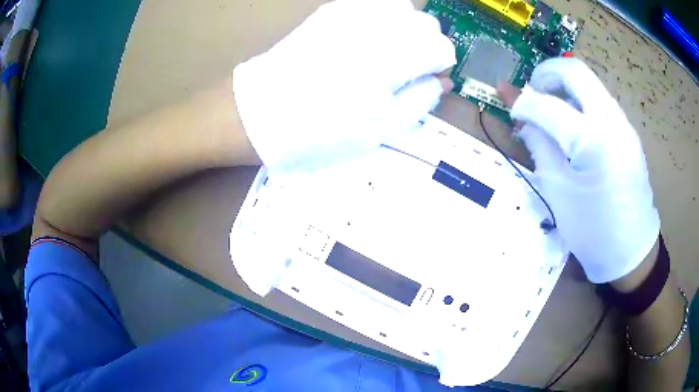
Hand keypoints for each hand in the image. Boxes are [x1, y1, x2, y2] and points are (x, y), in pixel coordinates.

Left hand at [233, 0, 454, 173]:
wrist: (259, 115)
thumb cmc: (319, 133)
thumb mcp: (379, 131)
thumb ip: (420, 101)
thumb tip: (443, 80)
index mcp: (389, 60)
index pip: (441, 47)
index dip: (439, 66)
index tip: (426, 79)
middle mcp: (373, 27)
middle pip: (426, 23)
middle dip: (426, 45)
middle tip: (407, 69)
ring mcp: (349, 13)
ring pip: (401, 7)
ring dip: (406, 28)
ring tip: (389, 52)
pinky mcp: (329, 11)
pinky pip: (371, 3)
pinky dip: (381, 17)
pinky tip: (369, 38)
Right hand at [498, 58, 659, 282]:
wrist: (631, 251)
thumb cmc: (593, 231)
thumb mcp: (559, 192)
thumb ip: (540, 146)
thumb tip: (524, 118)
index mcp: (593, 141)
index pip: (548, 105)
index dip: (522, 101)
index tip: (507, 102)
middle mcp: (611, 121)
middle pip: (574, 71)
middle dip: (546, 73)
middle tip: (531, 91)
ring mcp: (623, 123)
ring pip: (589, 82)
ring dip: (564, 85)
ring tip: (549, 107)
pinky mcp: (628, 131)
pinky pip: (600, 100)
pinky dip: (580, 100)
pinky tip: (573, 123)